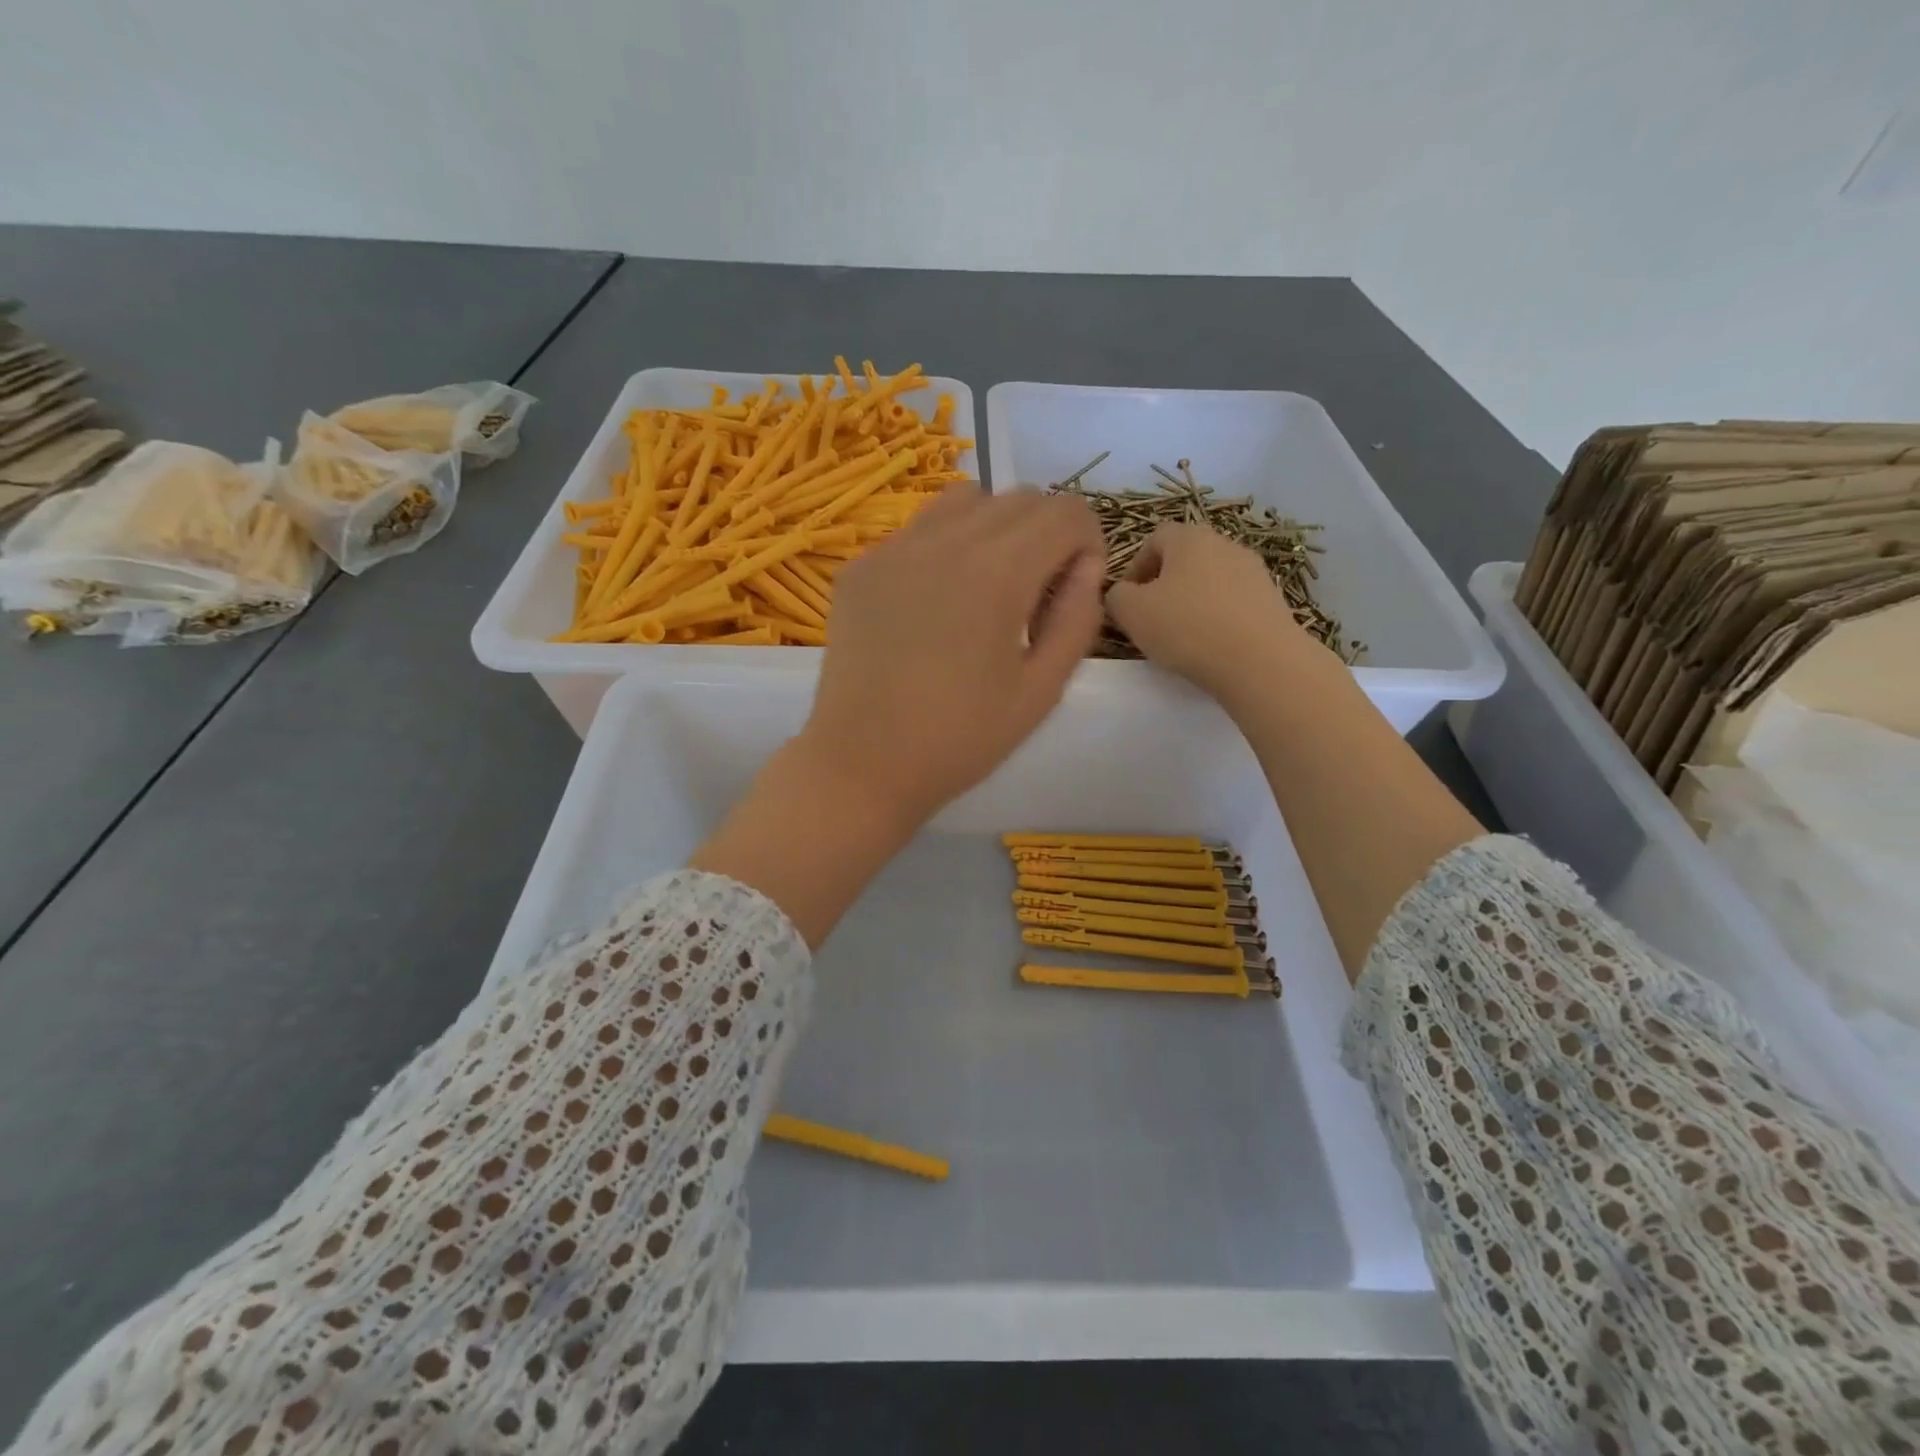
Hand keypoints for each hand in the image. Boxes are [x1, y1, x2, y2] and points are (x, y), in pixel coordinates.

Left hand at [799, 486, 1105, 826]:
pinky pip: (918, 529)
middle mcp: (946, 541)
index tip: (1072, 591)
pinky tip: (932, 604)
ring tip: (985, 588)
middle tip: (1032, 598)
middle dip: (1045, 535)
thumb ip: (1077, 619)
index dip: (1087, 544)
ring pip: (965, 499)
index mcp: (998, 573)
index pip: (1066, 512)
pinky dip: (944, 546)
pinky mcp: (861, 565)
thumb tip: (1086, 566)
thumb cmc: (960, 739)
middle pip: (1021, 498)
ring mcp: (895, 548)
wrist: (863, 764)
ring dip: (994, 528)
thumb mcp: (1041, 691)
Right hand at [1104, 522, 1329, 701]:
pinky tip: (1211, 645)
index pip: (1154, 538)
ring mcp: (1254, 571)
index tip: (1127, 601)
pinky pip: (1232, 602)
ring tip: (1181, 636)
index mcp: (1189, 537)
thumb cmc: (1187, 628)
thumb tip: (1122, 594)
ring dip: (1191, 601)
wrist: (1261, 662)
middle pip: (1184, 558)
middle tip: (1150, 620)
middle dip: (1163, 585)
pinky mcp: (1272, 599)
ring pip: (1210, 580)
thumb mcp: (1131, 612)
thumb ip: (1116, 596)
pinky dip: (1217, 617)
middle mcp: (1225, 543)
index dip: (1134, 567)